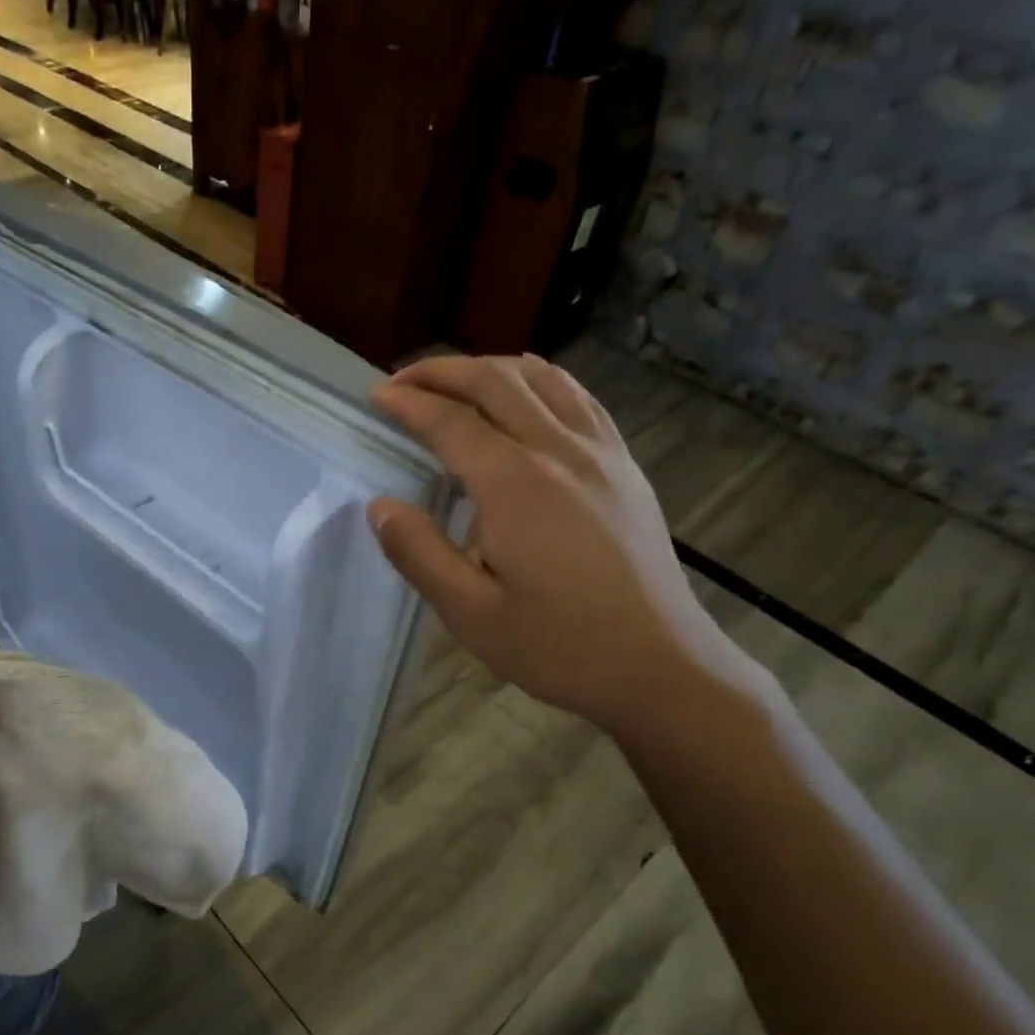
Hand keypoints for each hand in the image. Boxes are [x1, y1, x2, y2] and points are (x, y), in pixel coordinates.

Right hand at [368, 355, 753, 738]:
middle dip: (442, 371)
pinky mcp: (624, 466)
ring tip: (455, 381)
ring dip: (490, 368)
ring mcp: (600, 454)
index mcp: (515, 486)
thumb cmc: (559, 646)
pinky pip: (580, 399)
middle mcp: (559, 452)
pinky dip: (542, 380)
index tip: (375, 396)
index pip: (450, 422)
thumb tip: (381, 508)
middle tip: (402, 379)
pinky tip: (529, 391)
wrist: (659, 665)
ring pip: (540, 379)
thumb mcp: (470, 614)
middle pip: (494, 382)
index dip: (407, 402)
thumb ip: (419, 554)